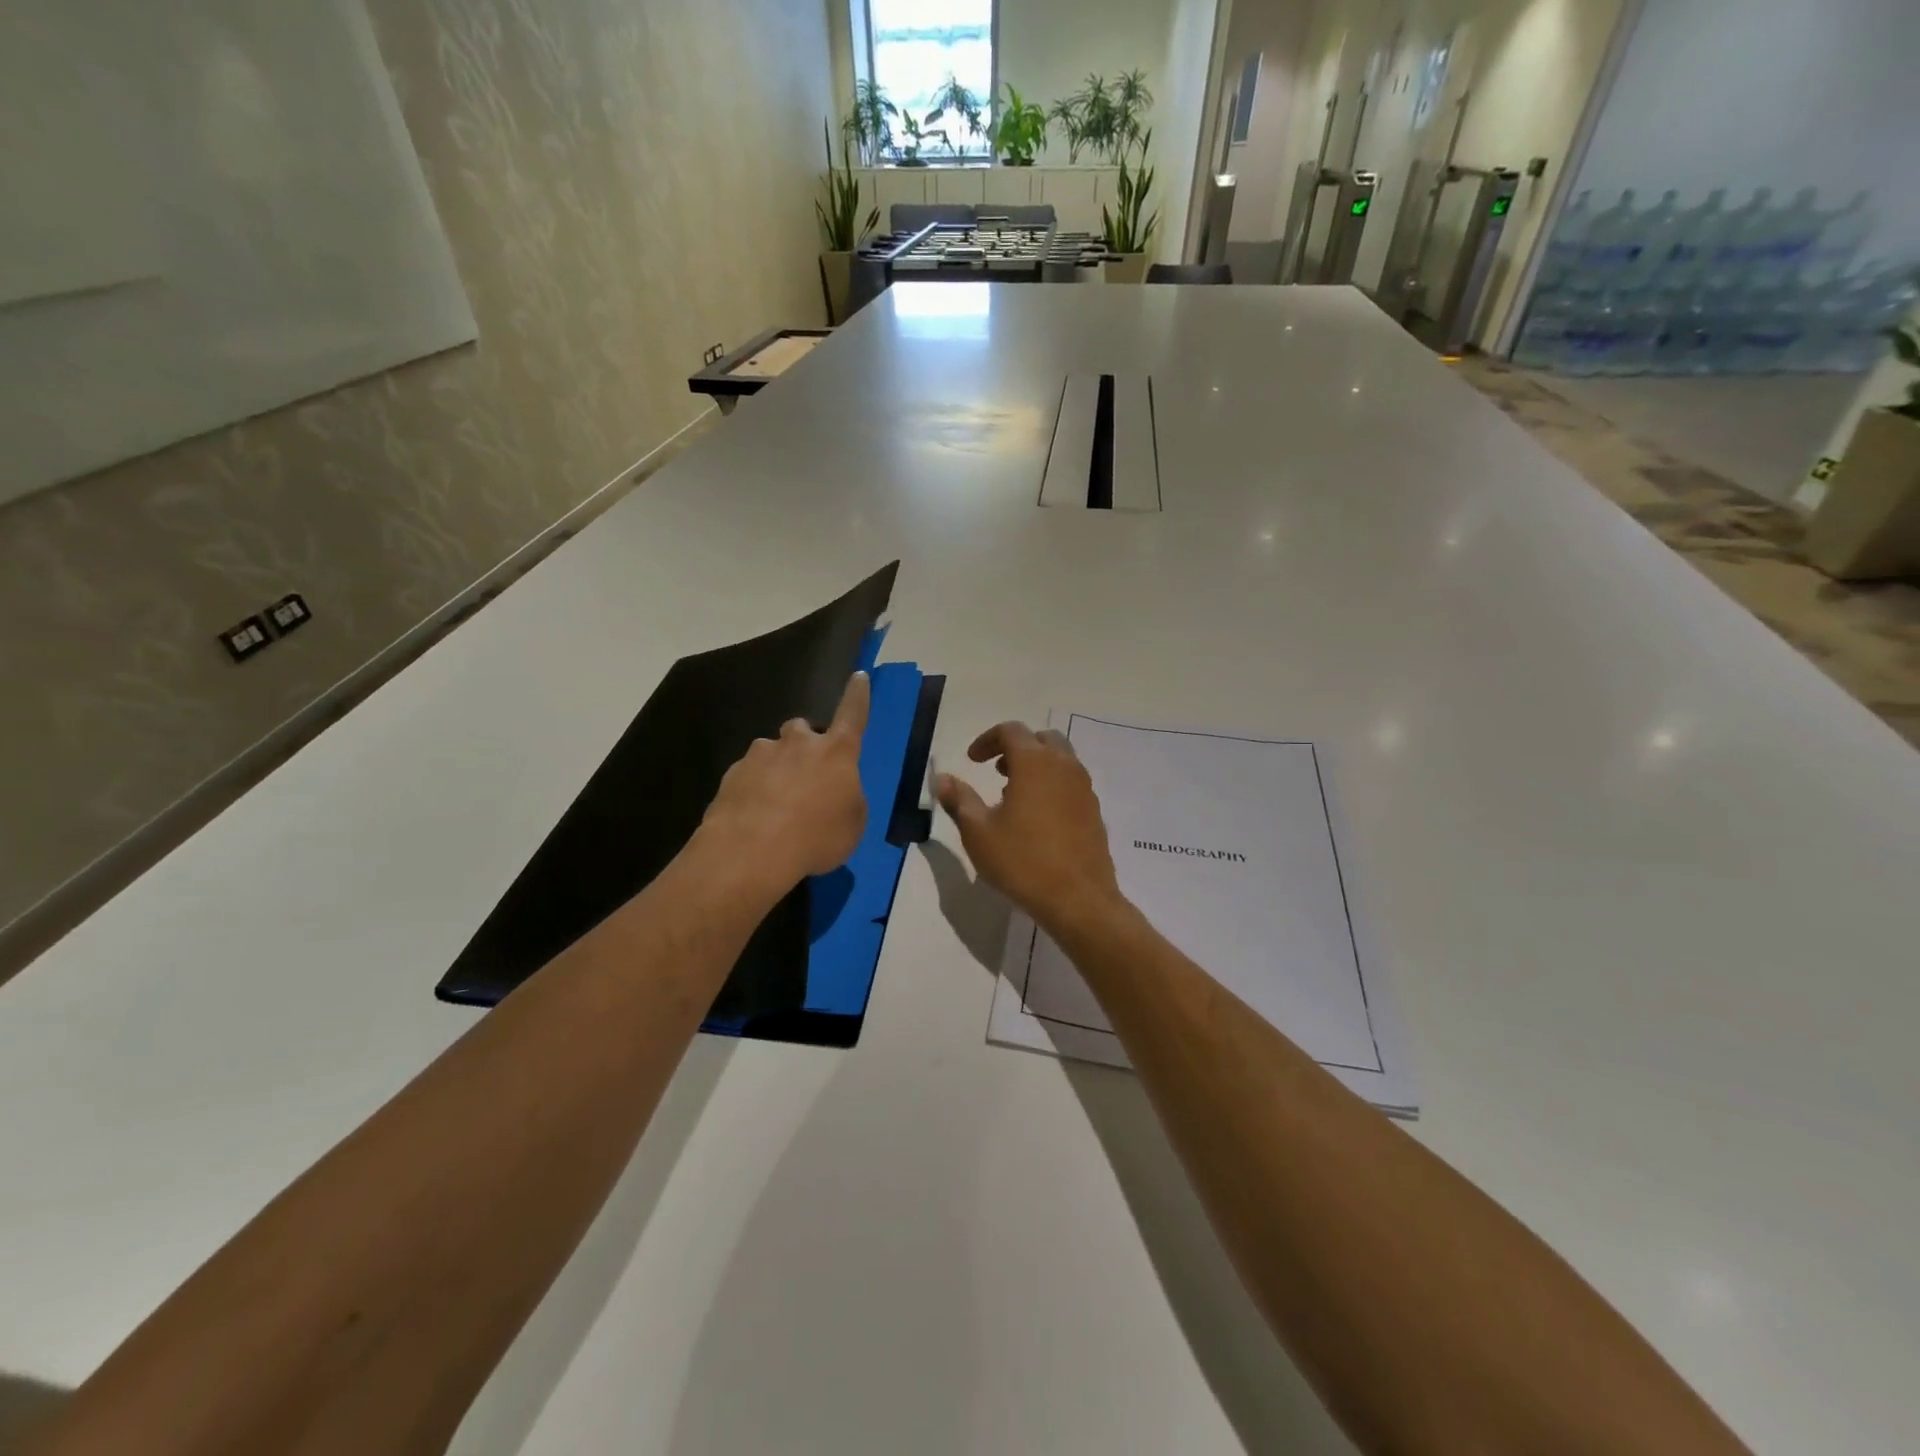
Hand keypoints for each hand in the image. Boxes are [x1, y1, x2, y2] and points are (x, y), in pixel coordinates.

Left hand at [699, 672, 869, 894]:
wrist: (751, 851)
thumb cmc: (816, 838)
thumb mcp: (852, 824)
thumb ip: (847, 798)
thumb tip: (835, 791)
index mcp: (836, 752)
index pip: (853, 714)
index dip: (857, 696)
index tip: (858, 676)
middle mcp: (798, 743)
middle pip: (803, 730)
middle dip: (804, 746)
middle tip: (805, 777)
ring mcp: (761, 755)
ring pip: (772, 753)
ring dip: (776, 770)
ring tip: (775, 806)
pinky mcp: (732, 773)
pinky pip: (748, 775)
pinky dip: (753, 790)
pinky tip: (753, 818)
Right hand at [935, 722, 1124, 932]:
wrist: (1078, 899)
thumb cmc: (1022, 861)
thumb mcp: (978, 832)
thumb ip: (959, 800)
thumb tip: (942, 778)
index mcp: (1034, 762)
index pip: (1011, 731)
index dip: (987, 740)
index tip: (971, 761)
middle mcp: (1064, 766)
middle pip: (1041, 739)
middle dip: (1016, 748)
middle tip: (996, 771)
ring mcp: (1084, 788)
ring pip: (1060, 760)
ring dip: (1036, 766)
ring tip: (1013, 797)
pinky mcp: (1094, 811)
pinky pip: (1071, 783)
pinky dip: (1052, 785)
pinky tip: (1037, 819)